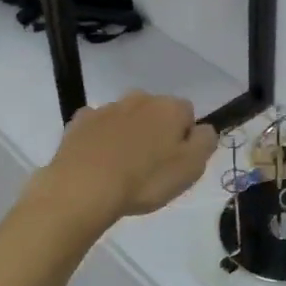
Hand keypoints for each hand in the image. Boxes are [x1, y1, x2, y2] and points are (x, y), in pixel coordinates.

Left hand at [36, 91, 217, 225]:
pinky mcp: (80, 121)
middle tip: (150, 167)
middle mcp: (139, 98)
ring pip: (126, 118)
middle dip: (156, 132)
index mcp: (169, 107)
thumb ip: (205, 142)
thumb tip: (202, 129)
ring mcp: (107, 107)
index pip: (187, 114)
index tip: (176, 162)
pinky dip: (101, 139)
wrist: (84, 187)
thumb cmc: (145, 180)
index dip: (185, 138)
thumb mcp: (191, 168)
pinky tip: (98, 162)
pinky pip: (98, 126)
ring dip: (128, 135)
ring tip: (122, 168)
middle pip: (156, 113)